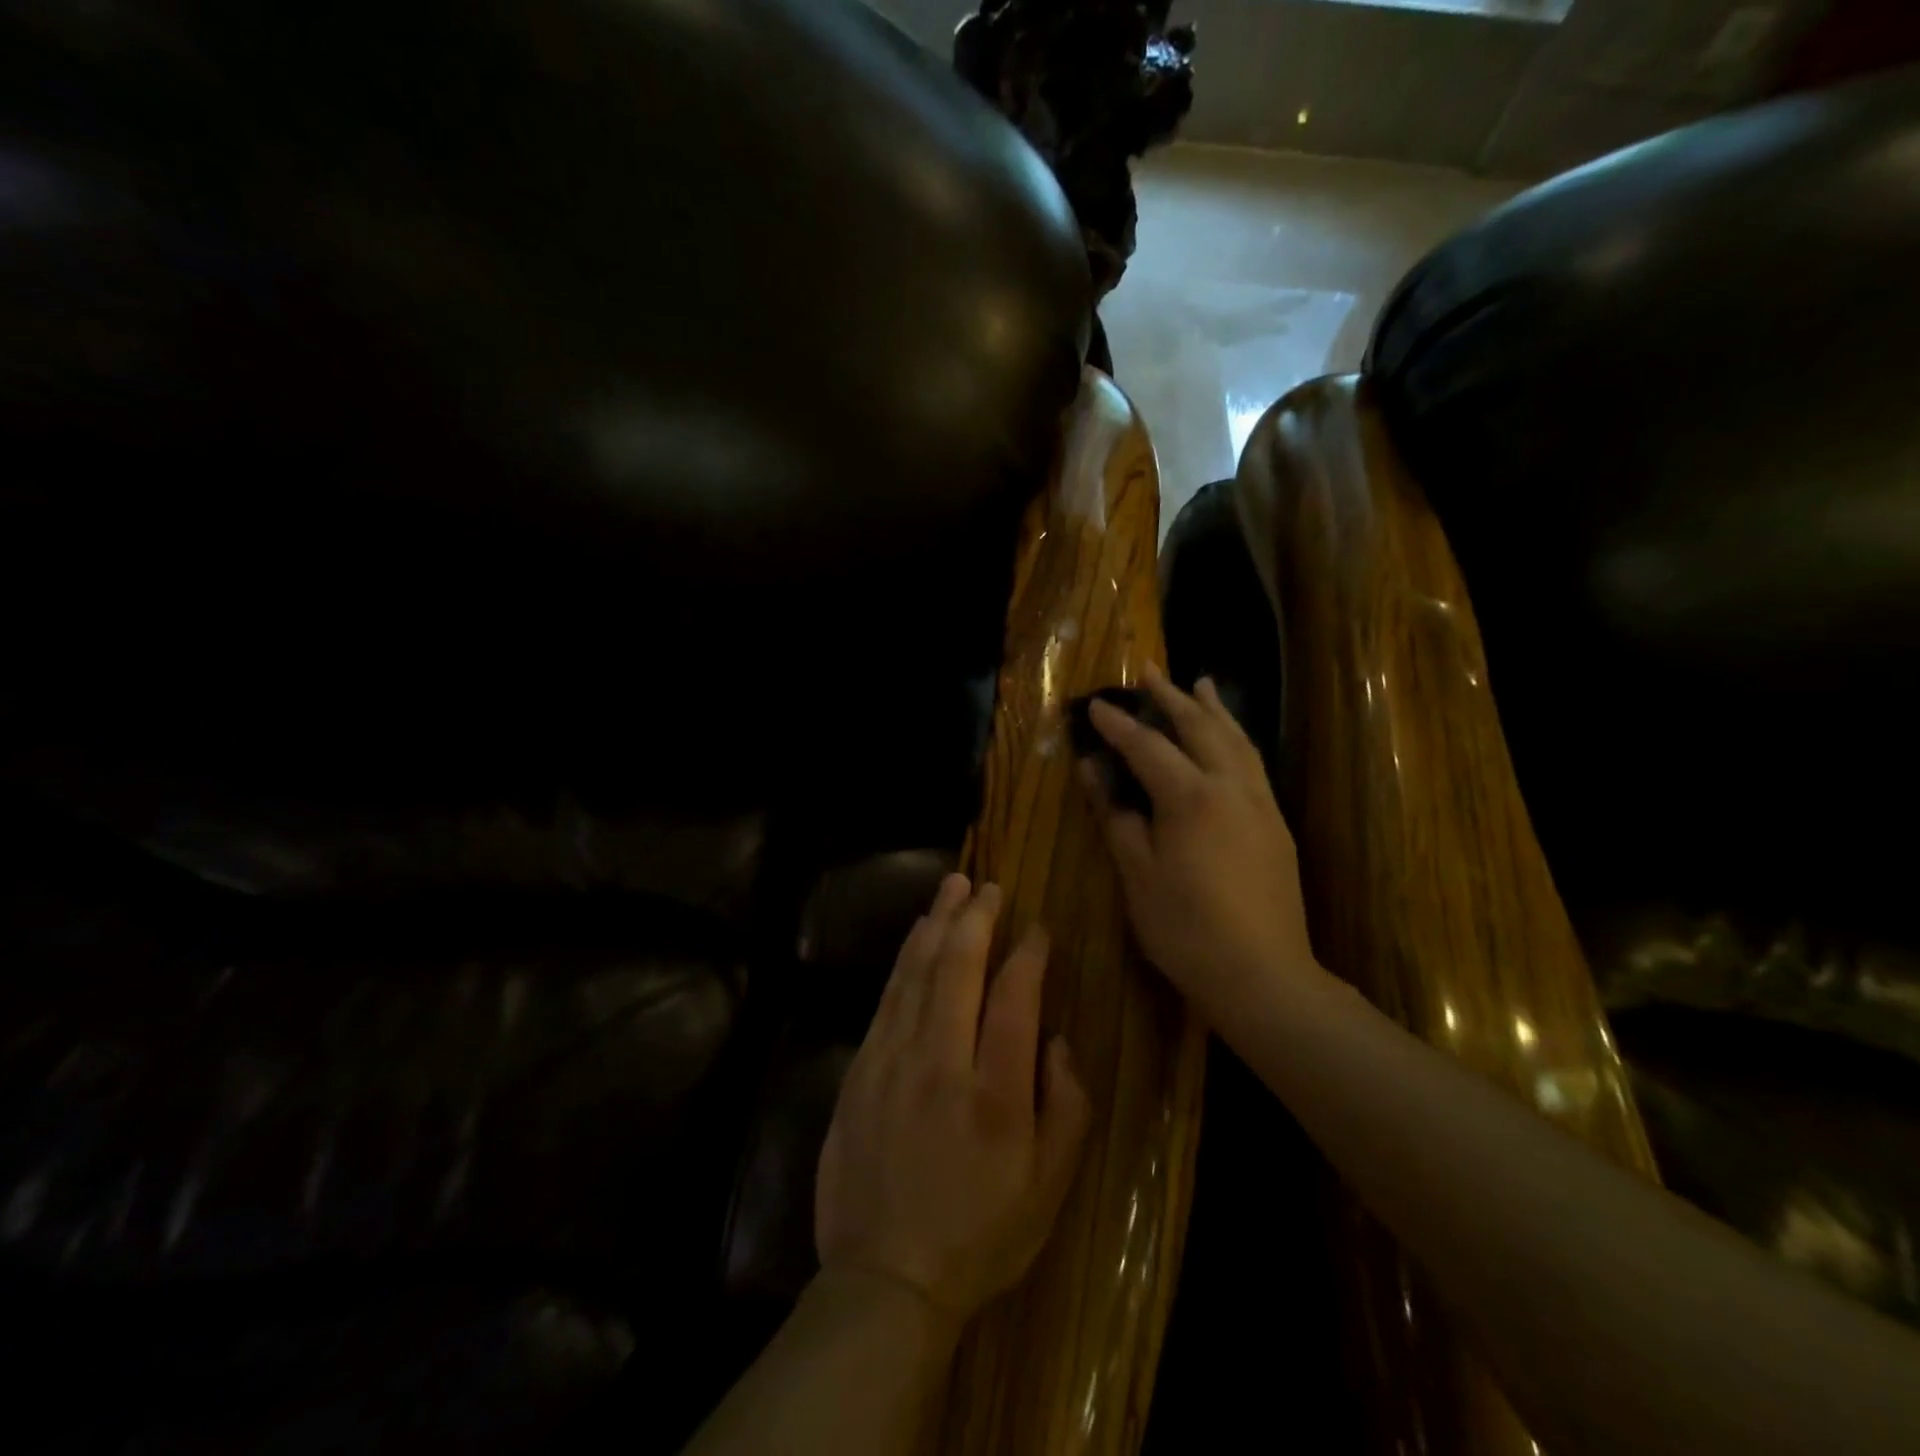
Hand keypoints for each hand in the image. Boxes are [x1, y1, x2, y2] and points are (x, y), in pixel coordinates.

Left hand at [815, 875, 1090, 1324]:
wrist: (885, 1280)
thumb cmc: (980, 1235)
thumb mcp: (1050, 1188)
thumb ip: (1067, 1105)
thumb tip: (1054, 1038)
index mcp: (995, 1094)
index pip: (1015, 998)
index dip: (1028, 953)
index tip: (1036, 927)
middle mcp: (940, 1064)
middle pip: (958, 969)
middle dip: (975, 918)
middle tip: (988, 885)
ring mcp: (891, 1062)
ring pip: (915, 972)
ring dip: (936, 924)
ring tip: (952, 887)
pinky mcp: (860, 1069)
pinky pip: (886, 998)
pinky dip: (905, 959)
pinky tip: (916, 937)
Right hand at [1080, 663, 1320, 1026]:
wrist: (1263, 976)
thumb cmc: (1186, 929)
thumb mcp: (1137, 874)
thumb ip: (1116, 816)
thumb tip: (1094, 772)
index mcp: (1191, 797)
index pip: (1147, 746)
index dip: (1118, 725)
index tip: (1095, 705)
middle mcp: (1231, 786)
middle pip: (1199, 727)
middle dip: (1171, 697)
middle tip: (1148, 671)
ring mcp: (1260, 803)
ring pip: (1236, 739)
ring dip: (1212, 709)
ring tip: (1200, 683)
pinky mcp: (1276, 823)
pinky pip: (1252, 761)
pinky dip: (1236, 737)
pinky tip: (1229, 738)